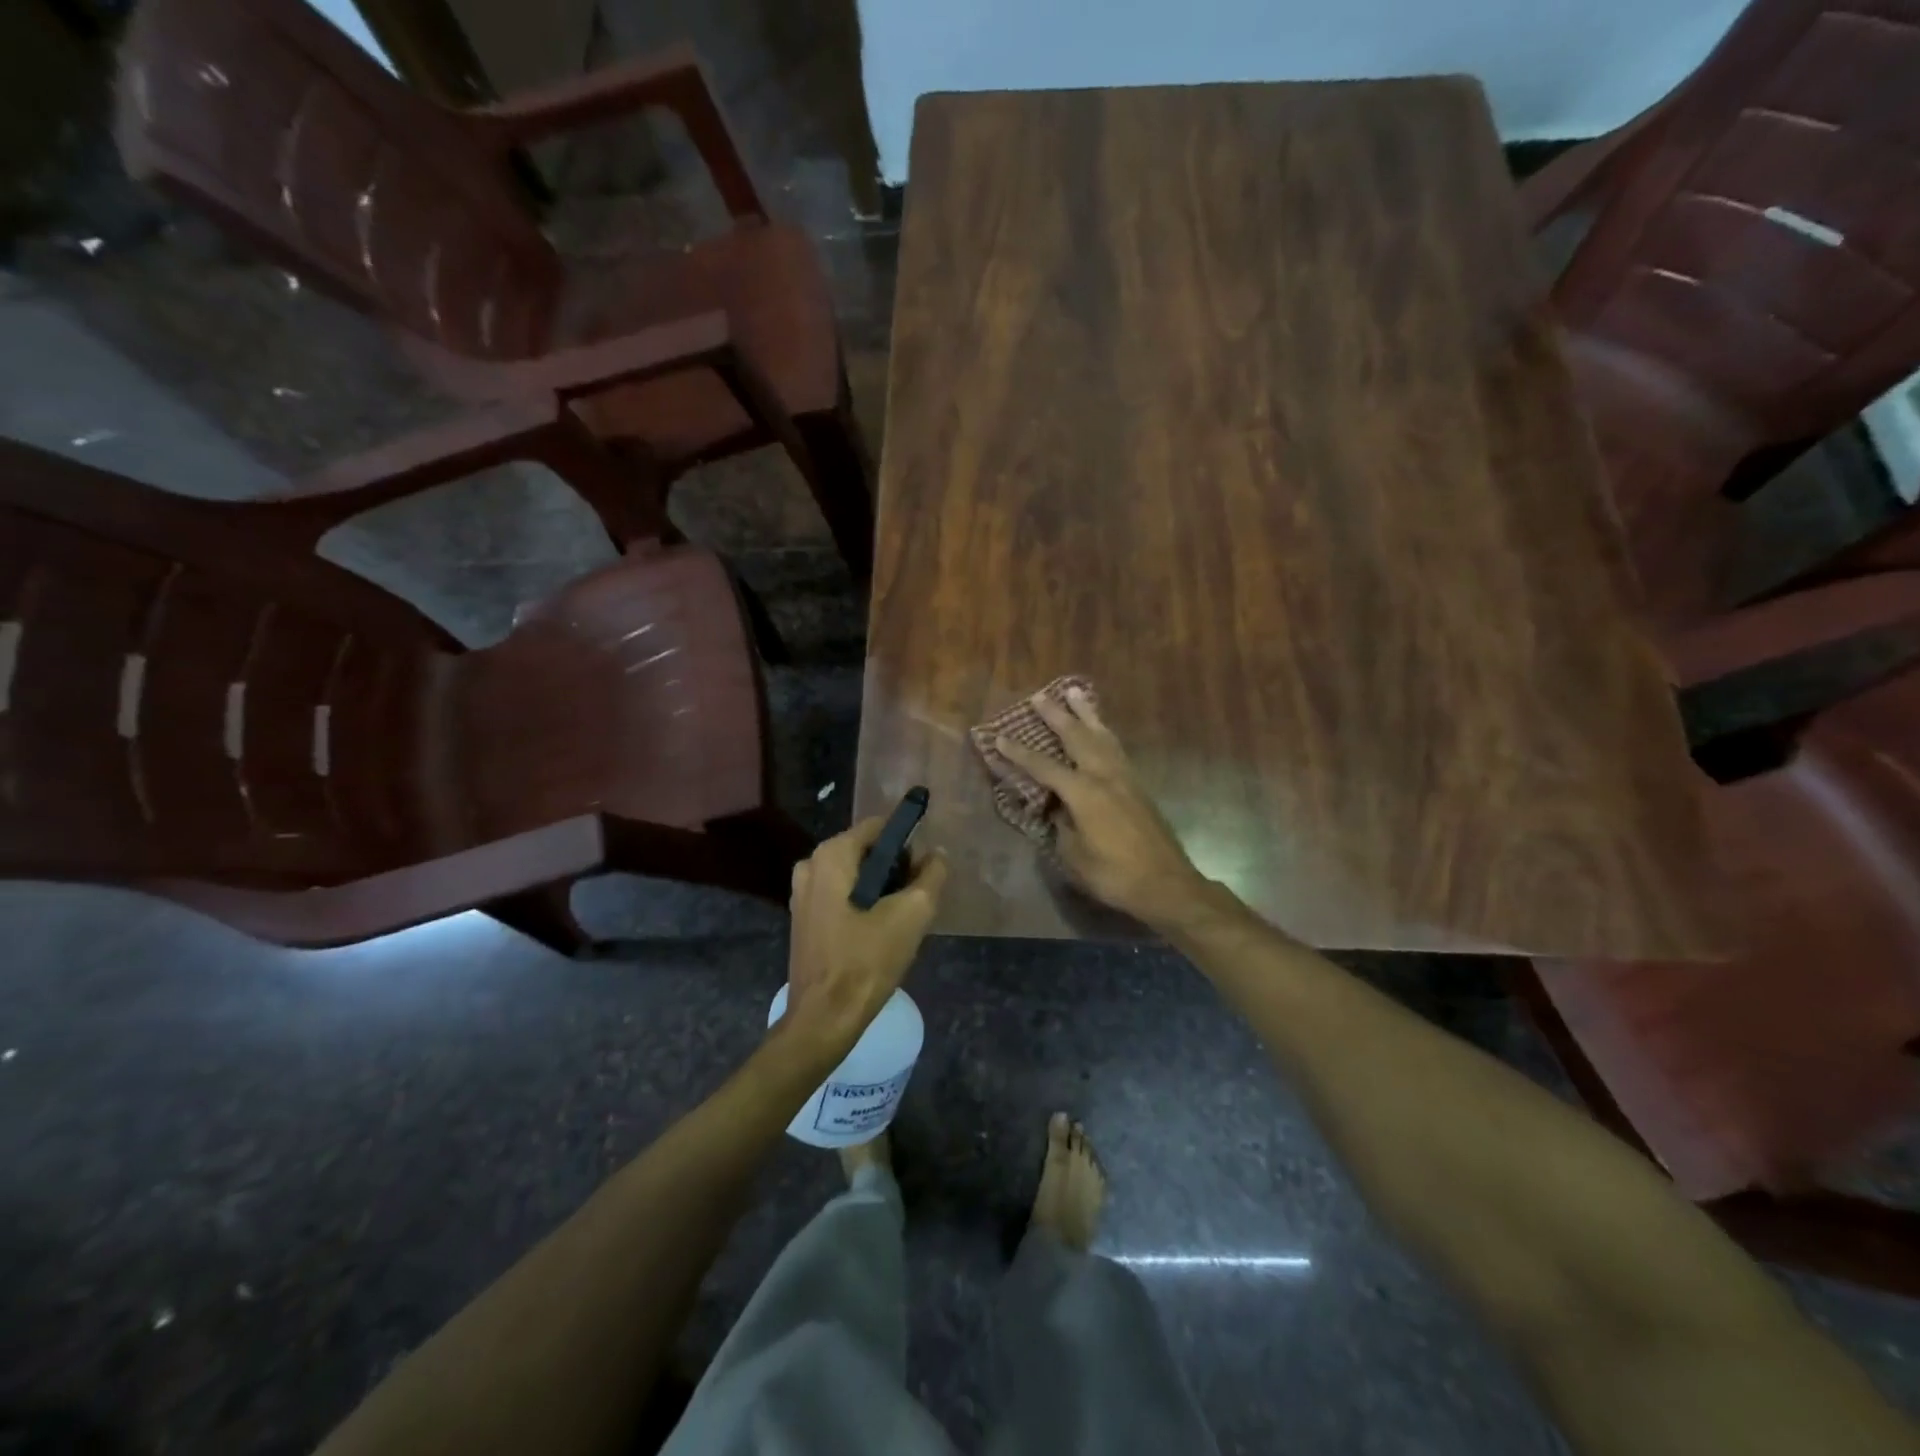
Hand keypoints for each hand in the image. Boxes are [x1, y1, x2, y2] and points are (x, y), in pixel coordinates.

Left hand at [782, 818, 947, 1058]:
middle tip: (916, 900)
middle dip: (895, 868)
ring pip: (855, 875)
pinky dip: (863, 904)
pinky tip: (878, 933)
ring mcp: (802, 892)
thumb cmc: (867, 961)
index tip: (926, 870)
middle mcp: (810, 864)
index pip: (880, 827)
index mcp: (831, 855)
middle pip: (867, 850)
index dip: (908, 843)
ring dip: (881, 889)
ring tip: (900, 920)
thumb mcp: (912, 914)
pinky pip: (841, 895)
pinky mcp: (804, 918)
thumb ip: (931, 875)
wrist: (824, 1018)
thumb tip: (936, 855)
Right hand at [992, 688, 1210, 929]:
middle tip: (1040, 696)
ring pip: (1101, 735)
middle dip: (1056, 715)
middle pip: (1076, 737)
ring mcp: (1124, 778)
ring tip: (1075, 692)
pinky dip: (1103, 732)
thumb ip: (1061, 826)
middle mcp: (1104, 776)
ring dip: (1086, 713)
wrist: (1166, 884)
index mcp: (1084, 793)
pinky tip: (1100, 729)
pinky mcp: (1137, 785)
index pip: (1043, 766)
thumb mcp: (1075, 856)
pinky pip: (1115, 748)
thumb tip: (1056, 808)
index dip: (1019, 753)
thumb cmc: (1115, 875)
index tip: (999, 737)